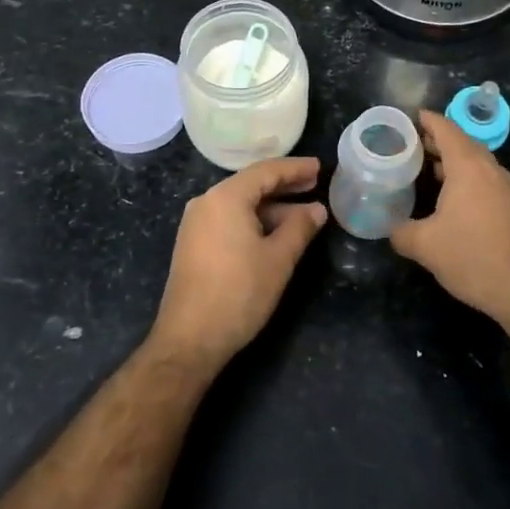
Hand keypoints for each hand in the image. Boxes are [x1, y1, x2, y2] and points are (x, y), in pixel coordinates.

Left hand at [150, 156, 326, 371]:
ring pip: (241, 204)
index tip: (319, 168)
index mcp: (225, 197)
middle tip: (315, 185)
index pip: (266, 171)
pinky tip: (276, 233)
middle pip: (251, 185)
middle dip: (284, 186)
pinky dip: (255, 221)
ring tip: (304, 214)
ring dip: (272, 207)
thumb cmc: (239, 293)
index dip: (295, 169)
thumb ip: (300, 228)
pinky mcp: (194, 244)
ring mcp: (197, 224)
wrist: (190, 339)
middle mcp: (207, 202)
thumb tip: (317, 209)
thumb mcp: (278, 259)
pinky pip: (229, 220)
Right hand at [391, 112, 509, 332]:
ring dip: (453, 162)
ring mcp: (507, 189)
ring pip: (477, 163)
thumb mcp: (425, 246)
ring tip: (427, 170)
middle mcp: (490, 170)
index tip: (409, 117)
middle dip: (437, 141)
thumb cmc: (473, 256)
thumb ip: (401, 232)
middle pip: (463, 143)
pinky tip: (452, 200)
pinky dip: (466, 179)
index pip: (446, 129)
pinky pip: (486, 181)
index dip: (427, 120)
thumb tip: (391, 229)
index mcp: (468, 166)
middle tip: (410, 145)